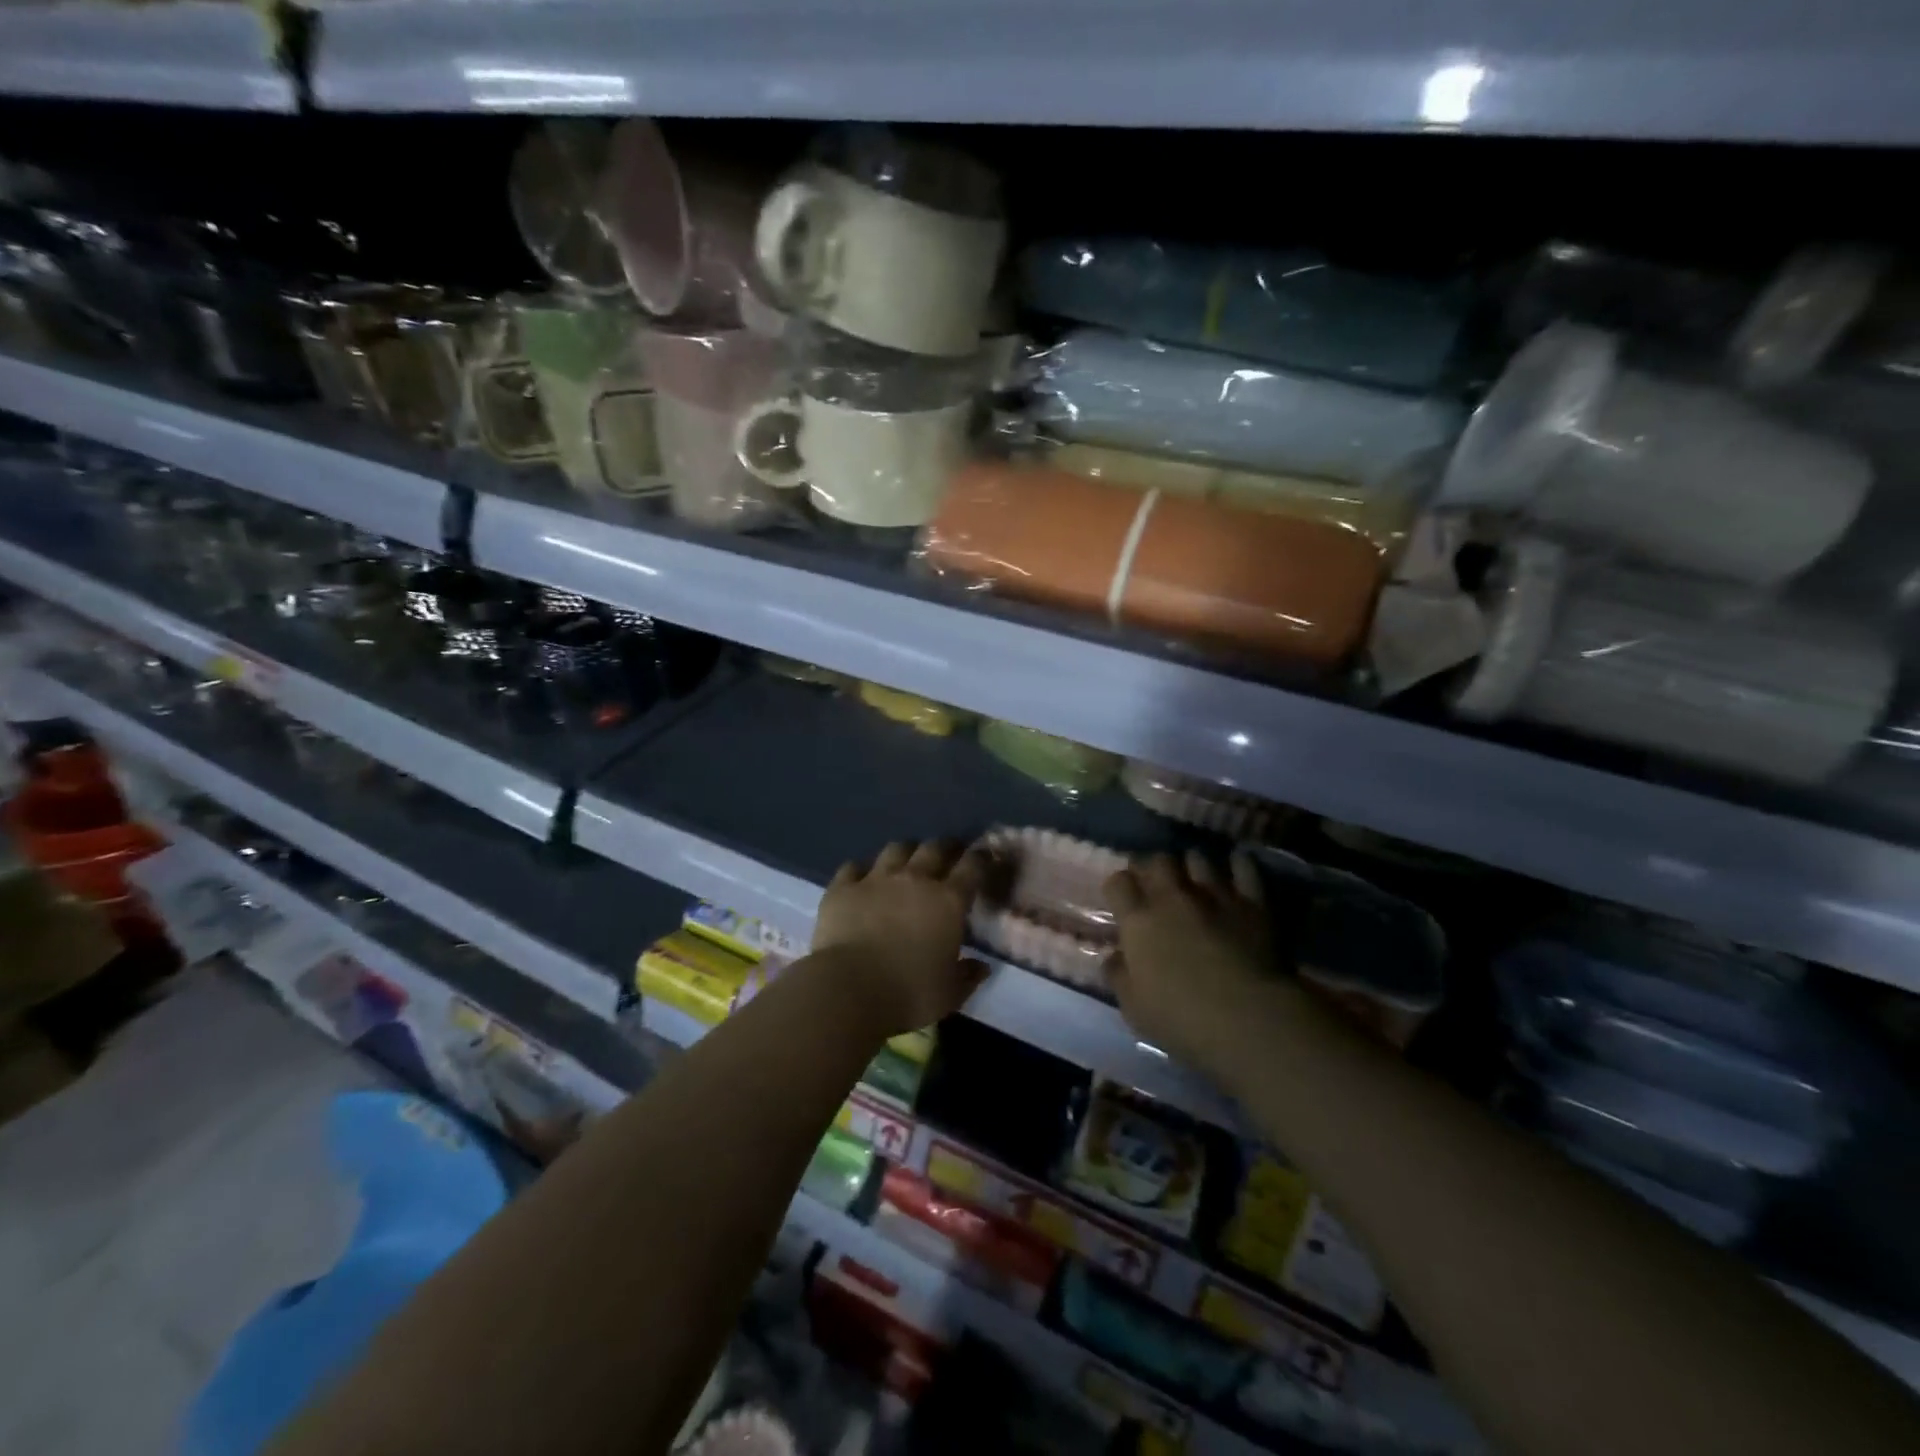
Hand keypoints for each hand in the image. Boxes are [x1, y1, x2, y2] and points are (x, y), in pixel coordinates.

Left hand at [812, 840, 991, 1036]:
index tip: (985, 855)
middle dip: (945, 847)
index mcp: (948, 901)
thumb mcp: (949, 994)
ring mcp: (876, 879)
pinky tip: (862, 878)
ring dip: (906, 852)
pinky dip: (862, 869)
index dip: (981, 858)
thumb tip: (982, 966)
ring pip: (896, 849)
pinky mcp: (843, 887)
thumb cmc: (908, 994)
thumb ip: (968, 976)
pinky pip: (854, 866)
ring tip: (907, 859)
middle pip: (934, 848)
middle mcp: (915, 879)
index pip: (972, 867)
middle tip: (948, 853)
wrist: (849, 990)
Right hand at [1104, 849, 1280, 1071]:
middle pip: (1157, 861)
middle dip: (1152, 866)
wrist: (1249, 1018)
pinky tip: (1236, 867)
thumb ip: (1119, 975)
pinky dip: (1238, 864)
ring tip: (1194, 875)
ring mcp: (1214, 895)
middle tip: (1154, 880)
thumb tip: (1113, 956)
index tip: (1120, 898)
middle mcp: (1172, 898)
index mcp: (1139, 921)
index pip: (1118, 882)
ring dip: (1192, 864)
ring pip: (1197, 858)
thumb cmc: (1182, 1019)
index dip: (1117, 886)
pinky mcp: (1252, 901)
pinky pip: (1243, 867)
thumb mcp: (1134, 1007)